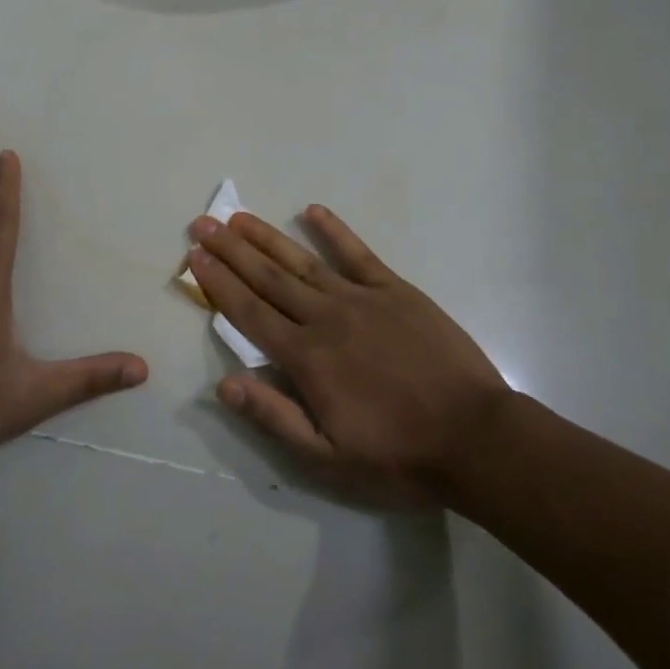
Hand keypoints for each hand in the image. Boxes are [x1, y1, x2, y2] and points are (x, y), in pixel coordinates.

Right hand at [188, 207, 509, 506]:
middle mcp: (326, 317)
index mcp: (306, 358)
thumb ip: (274, 417)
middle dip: (231, 250)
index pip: (249, 313)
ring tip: (239, 217)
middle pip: (268, 278)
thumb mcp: (329, 457)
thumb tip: (224, 384)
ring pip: (303, 261)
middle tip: (204, 223)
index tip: (195, 257)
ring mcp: (362, 298)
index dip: (218, 284)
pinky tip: (312, 211)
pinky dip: (334, 230)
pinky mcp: (396, 290)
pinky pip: (358, 253)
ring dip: (268, 238)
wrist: (474, 435)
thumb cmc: (398, 453)